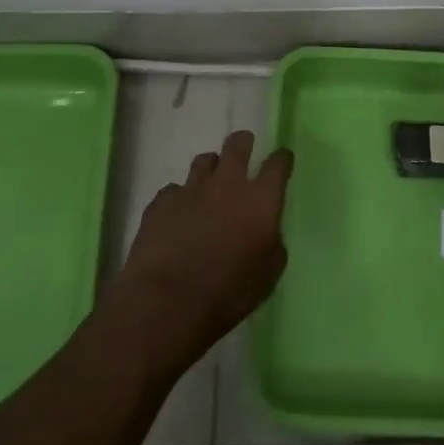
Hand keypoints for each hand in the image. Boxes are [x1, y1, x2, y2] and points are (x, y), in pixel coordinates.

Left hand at [111, 130, 293, 372]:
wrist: (168, 301)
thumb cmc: (228, 292)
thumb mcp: (268, 275)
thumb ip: (272, 245)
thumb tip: (267, 234)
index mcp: (261, 200)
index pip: (277, 164)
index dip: (282, 159)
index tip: (282, 160)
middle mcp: (228, 184)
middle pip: (237, 145)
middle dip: (243, 143)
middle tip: (244, 148)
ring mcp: (191, 189)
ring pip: (204, 161)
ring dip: (210, 168)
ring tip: (209, 184)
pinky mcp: (161, 202)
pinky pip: (174, 190)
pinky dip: (179, 198)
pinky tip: (177, 215)